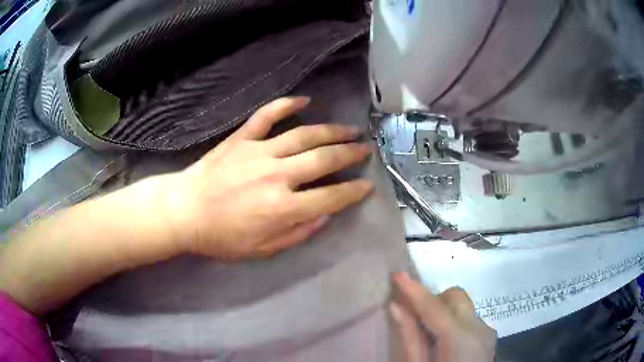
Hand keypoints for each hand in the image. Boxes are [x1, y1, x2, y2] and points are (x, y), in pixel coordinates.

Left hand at [162, 96, 373, 258]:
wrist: (184, 211)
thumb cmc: (221, 236)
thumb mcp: (262, 249)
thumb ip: (297, 233)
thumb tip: (324, 216)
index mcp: (282, 207)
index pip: (330, 197)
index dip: (353, 191)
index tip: (367, 185)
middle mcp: (277, 175)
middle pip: (324, 160)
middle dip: (350, 154)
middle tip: (365, 150)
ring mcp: (259, 152)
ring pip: (304, 135)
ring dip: (331, 131)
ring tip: (349, 129)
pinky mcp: (242, 139)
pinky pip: (267, 116)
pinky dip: (286, 105)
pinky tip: (304, 100)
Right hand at [390, 272, 496, 361]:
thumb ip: (410, 337)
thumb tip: (397, 307)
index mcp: (460, 338)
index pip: (434, 306)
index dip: (414, 290)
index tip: (396, 275)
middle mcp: (479, 327)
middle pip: (454, 296)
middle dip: (433, 300)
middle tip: (414, 317)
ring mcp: (487, 330)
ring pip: (462, 306)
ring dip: (442, 311)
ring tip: (428, 334)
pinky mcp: (488, 335)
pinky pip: (468, 317)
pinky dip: (452, 321)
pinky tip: (443, 342)